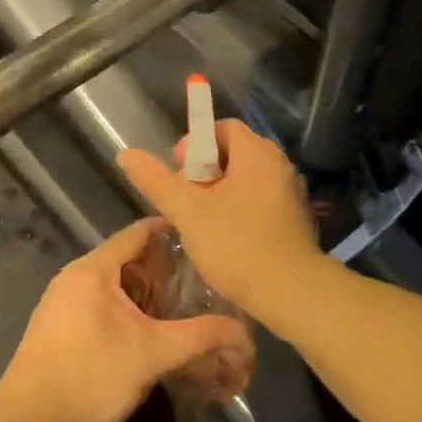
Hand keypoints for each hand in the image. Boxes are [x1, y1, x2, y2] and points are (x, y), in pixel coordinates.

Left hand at [0, 219, 252, 421]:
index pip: (140, 232)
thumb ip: (201, 338)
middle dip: (166, 275)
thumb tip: (245, 335)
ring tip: (182, 317)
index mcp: (94, 269)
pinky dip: (128, 317)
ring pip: (116, 289)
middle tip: (203, 289)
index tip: (207, 245)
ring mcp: (62, 305)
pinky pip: (101, 310)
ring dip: (148, 300)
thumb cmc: (90, 377)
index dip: (175, 234)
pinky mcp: (58, 332)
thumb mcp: (152, 355)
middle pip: (130, 261)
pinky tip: (148, 341)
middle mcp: (75, 278)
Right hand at [117, 120, 326, 324]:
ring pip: (245, 178)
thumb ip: (157, 181)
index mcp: (256, 152)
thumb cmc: (237, 245)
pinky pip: (260, 199)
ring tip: (201, 221)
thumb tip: (126, 153)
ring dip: (220, 193)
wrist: (292, 293)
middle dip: (203, 173)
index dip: (193, 146)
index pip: (221, 128)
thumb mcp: (188, 212)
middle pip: (232, 152)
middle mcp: (277, 163)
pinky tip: (226, 237)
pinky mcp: (295, 217)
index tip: (178, 175)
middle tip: (186, 201)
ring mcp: (290, 190)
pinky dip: (239, 208)